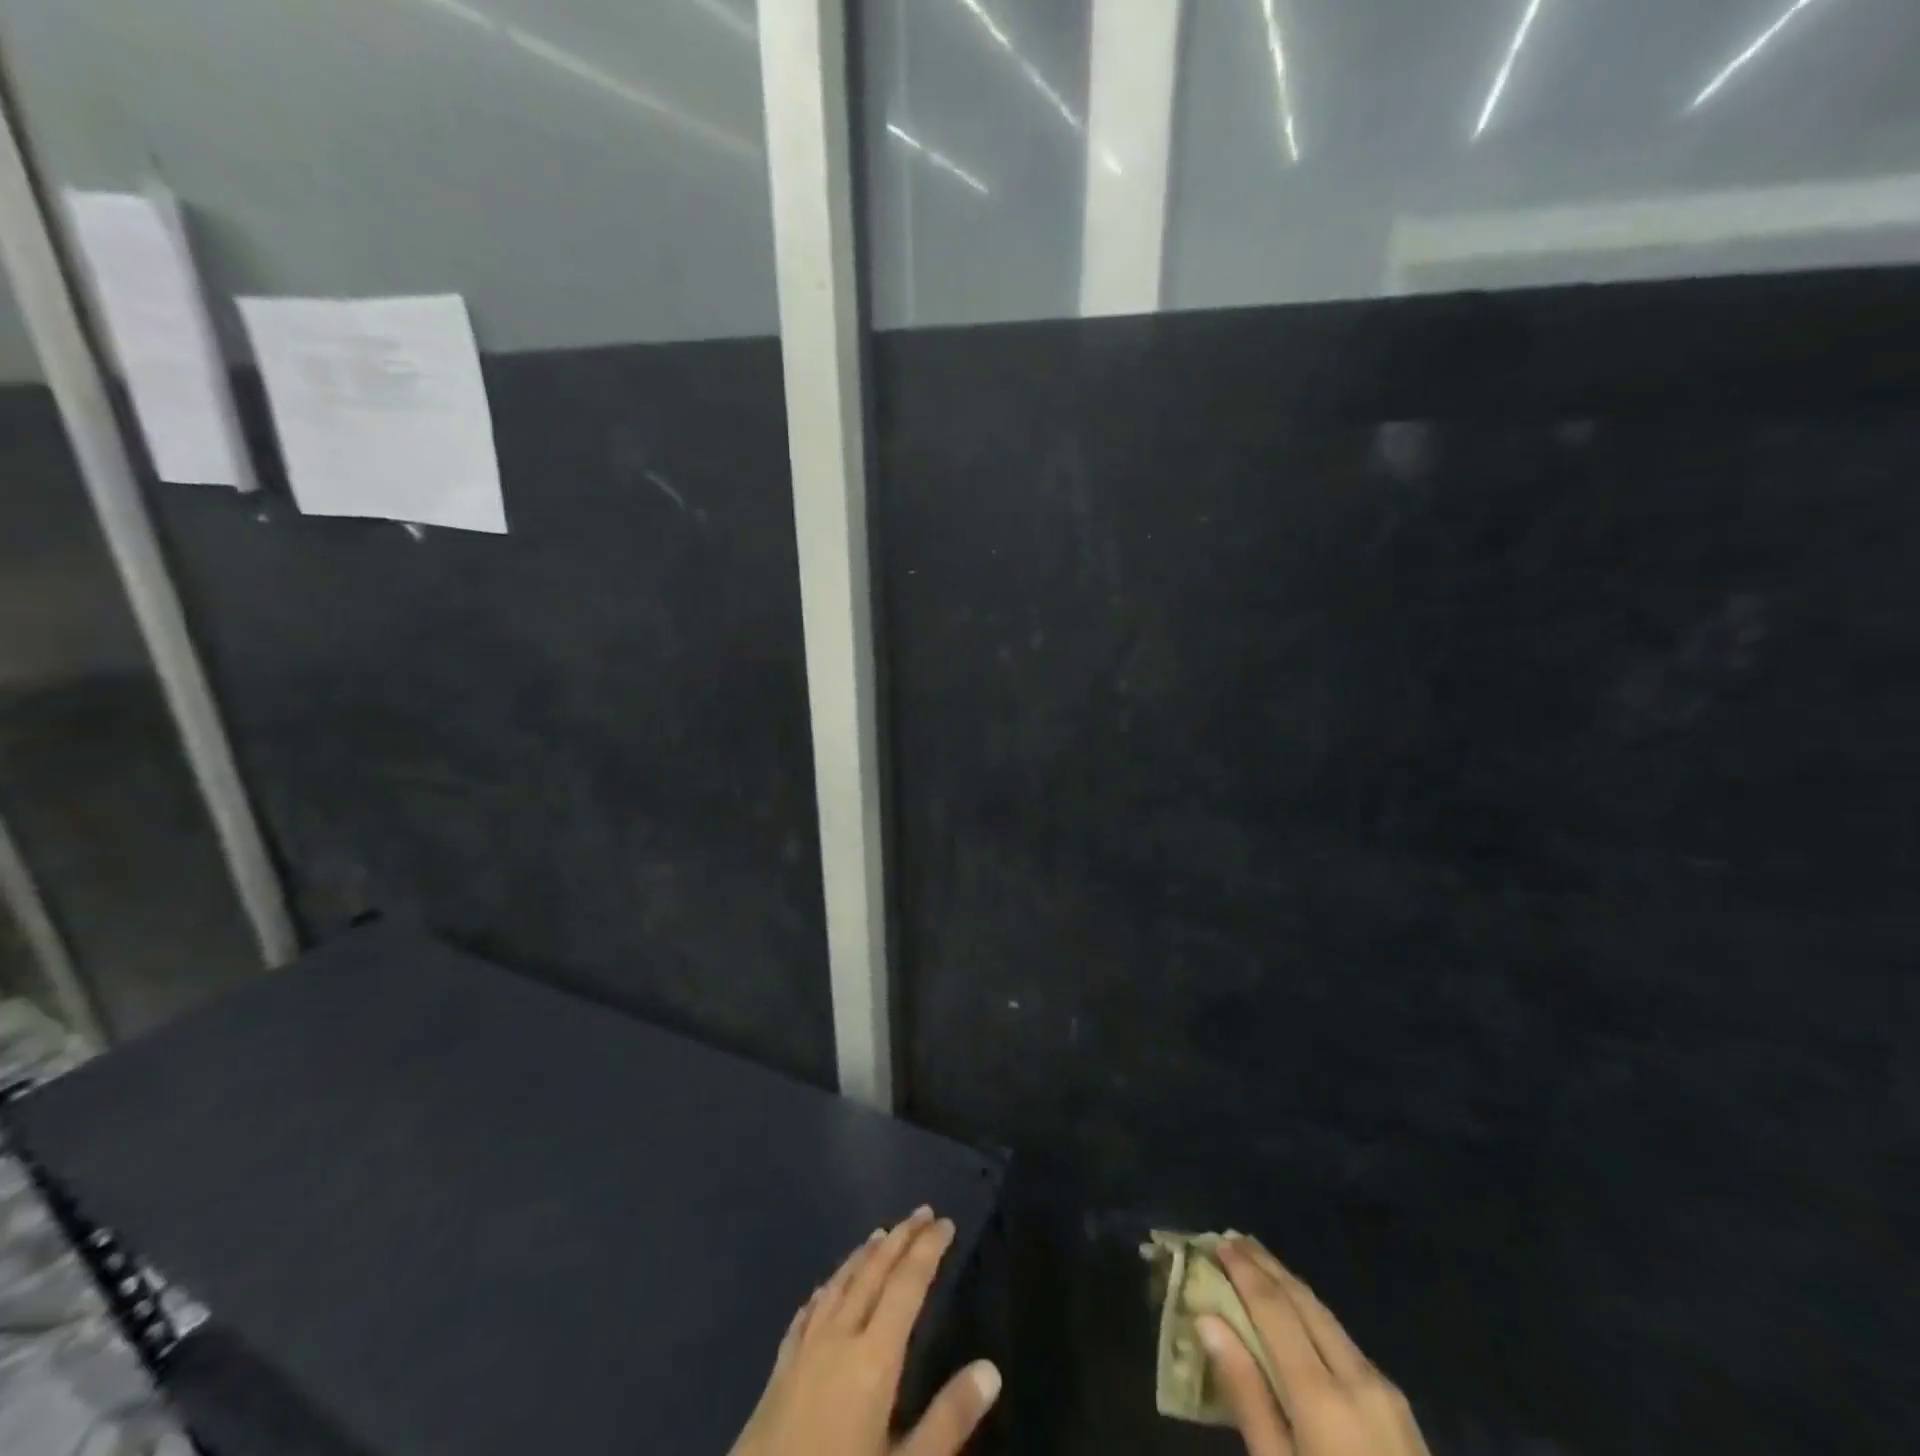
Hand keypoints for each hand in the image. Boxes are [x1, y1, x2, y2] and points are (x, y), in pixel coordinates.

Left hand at [729, 1207, 1001, 1455]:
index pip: (907, 1286)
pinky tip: (824, 1289)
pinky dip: (824, 1291)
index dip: (927, 1250)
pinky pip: (806, 1313)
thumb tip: (991, 1369)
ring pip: (838, 1285)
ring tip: (879, 1234)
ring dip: (863, 1256)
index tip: (945, 1222)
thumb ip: (948, 1420)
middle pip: (873, 1273)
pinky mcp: (778, 1371)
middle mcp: (838, 1338)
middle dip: (900, 1239)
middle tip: (921, 1212)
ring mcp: (803, 1351)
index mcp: (873, 1357)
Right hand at [1199, 1239, 1429, 1455]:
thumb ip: (1246, 1395)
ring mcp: (1385, 1390)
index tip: (1216, 1242)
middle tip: (1230, 1240)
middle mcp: (1358, 1377)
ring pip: (1326, 1316)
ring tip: (1255, 1263)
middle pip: (1305, 1302)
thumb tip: (1208, 1319)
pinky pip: (1342, 1341)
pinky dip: (1310, 1314)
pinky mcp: (1399, 1406)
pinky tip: (1294, 1314)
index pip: (1275, 1309)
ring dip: (1288, 1285)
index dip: (1244, 1272)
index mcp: (1324, 1396)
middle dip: (1266, 1265)